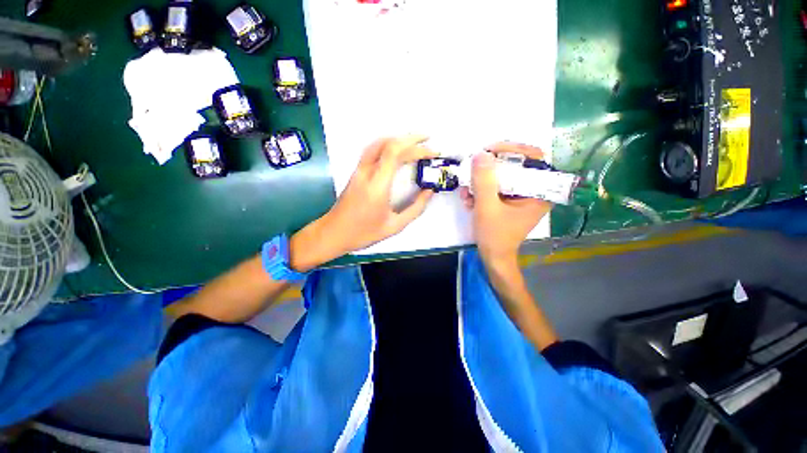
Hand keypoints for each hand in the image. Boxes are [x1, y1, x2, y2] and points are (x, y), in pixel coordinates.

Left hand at [291, 136, 435, 269]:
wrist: (333, 233)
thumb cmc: (363, 233)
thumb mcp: (394, 226)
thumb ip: (415, 209)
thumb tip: (429, 191)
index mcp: (377, 185)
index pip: (396, 153)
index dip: (416, 147)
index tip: (432, 152)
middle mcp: (367, 172)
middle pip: (388, 144)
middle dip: (412, 139)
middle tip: (429, 142)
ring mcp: (359, 170)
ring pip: (378, 143)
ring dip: (399, 139)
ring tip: (415, 143)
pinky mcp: (356, 172)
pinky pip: (373, 150)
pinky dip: (388, 145)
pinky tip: (396, 151)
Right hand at [460, 143, 552, 265]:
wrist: (493, 256)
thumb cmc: (495, 235)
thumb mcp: (487, 207)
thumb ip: (484, 181)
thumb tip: (481, 154)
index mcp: (539, 192)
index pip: (533, 157)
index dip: (512, 149)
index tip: (489, 151)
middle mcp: (533, 191)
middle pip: (514, 165)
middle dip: (489, 169)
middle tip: (472, 168)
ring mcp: (520, 196)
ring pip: (502, 177)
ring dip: (481, 182)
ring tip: (466, 192)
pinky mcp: (509, 201)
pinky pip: (496, 188)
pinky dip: (481, 191)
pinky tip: (468, 200)